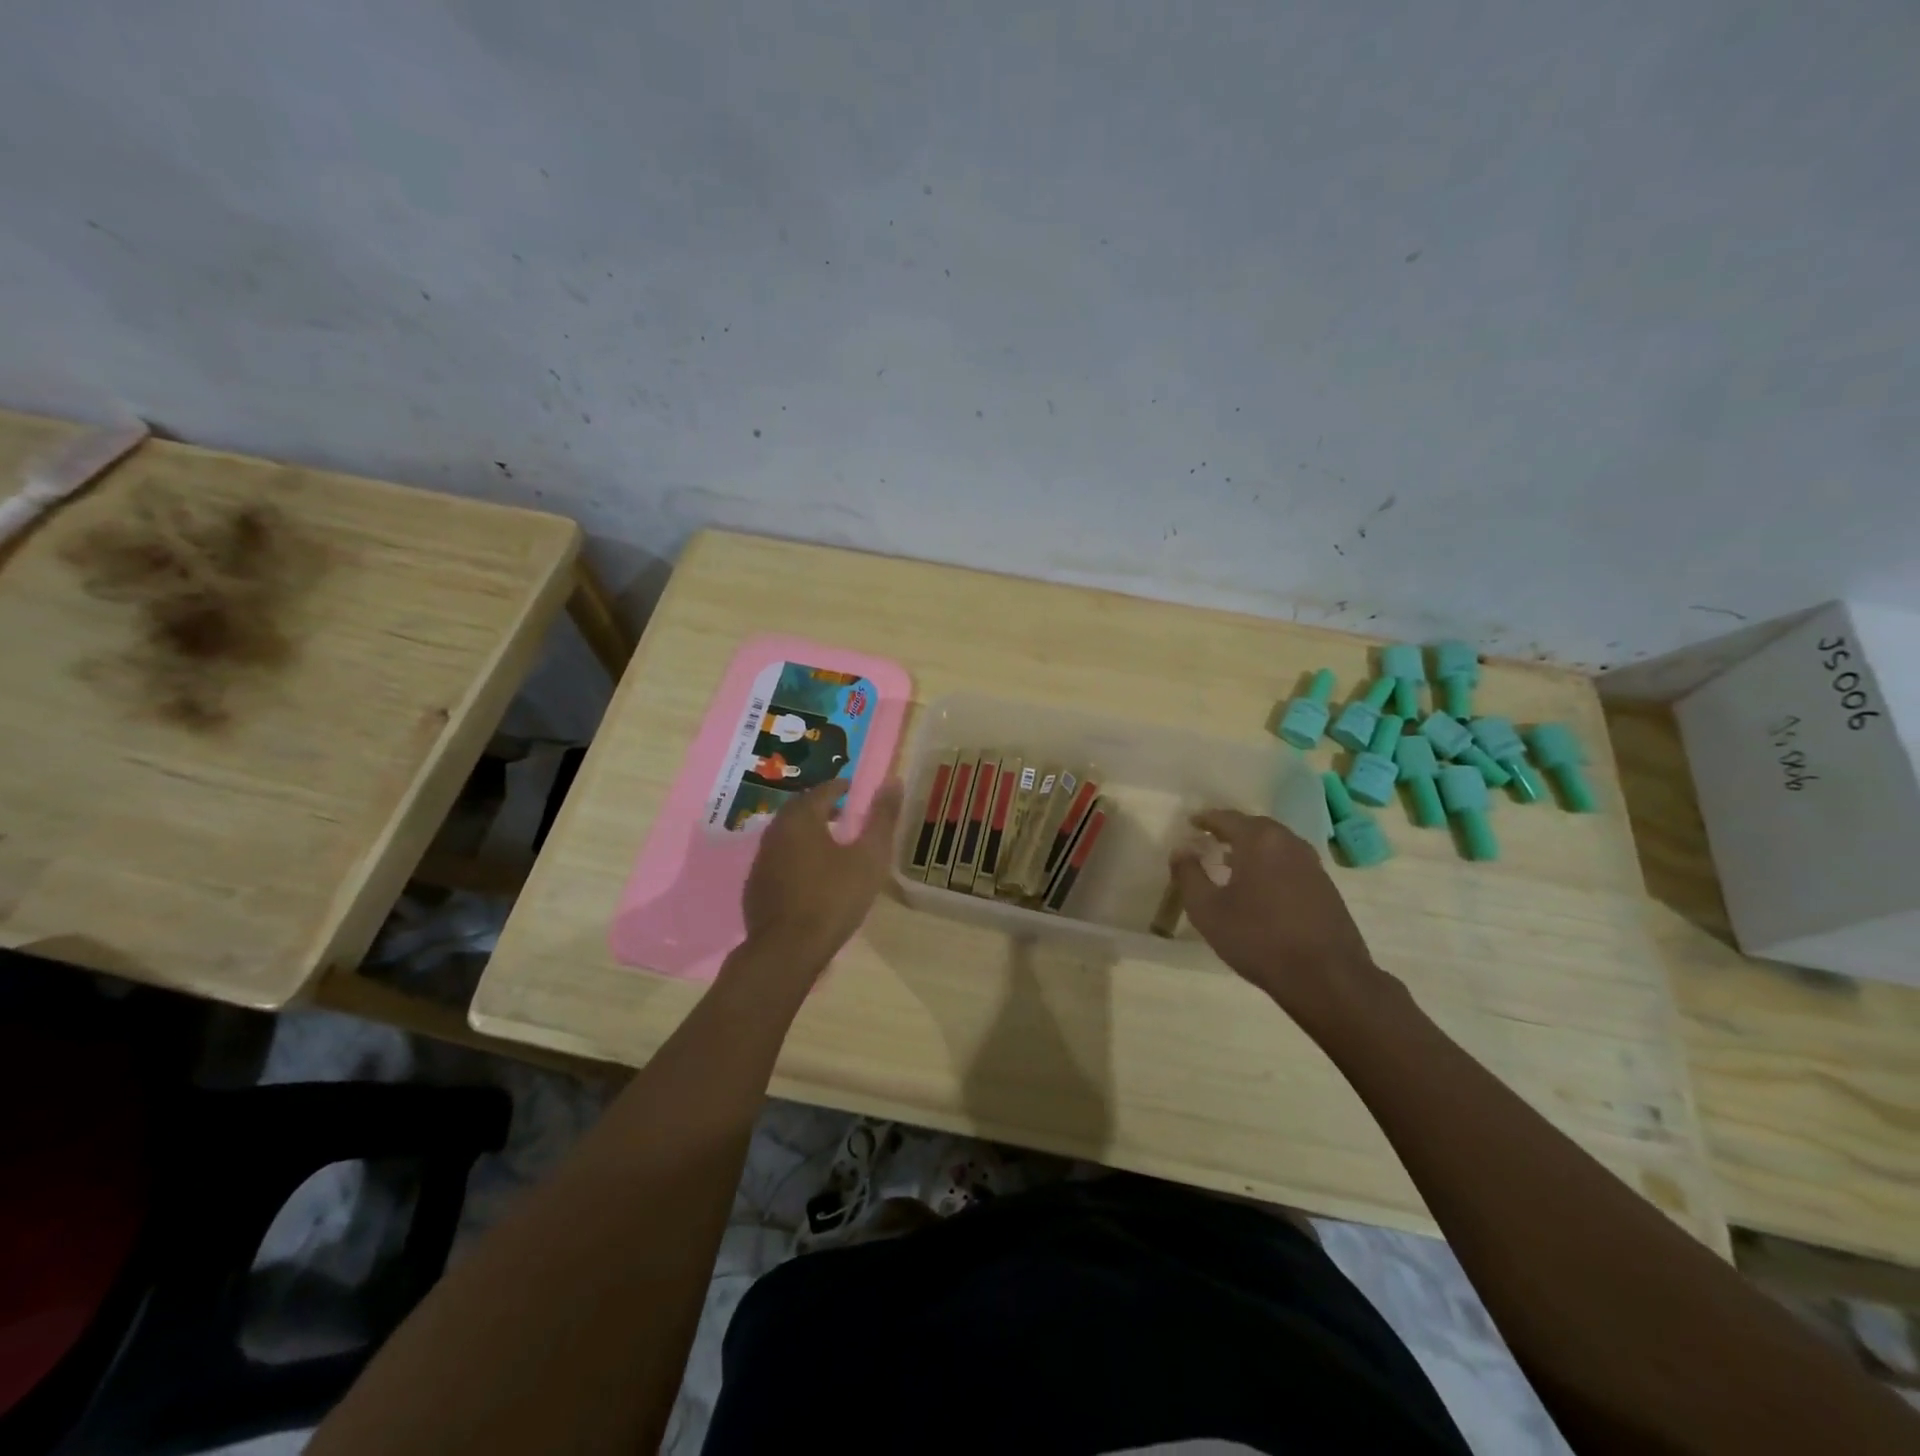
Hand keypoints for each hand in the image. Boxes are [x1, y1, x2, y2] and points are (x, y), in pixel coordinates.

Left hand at [740, 778, 903, 970]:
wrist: (786, 950)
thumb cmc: (833, 899)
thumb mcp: (869, 858)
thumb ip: (882, 818)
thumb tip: (894, 781)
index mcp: (802, 819)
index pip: (821, 791)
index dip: (839, 787)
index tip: (852, 788)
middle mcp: (776, 832)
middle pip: (798, 808)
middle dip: (820, 805)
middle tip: (841, 812)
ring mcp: (761, 859)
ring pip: (785, 833)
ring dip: (806, 830)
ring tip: (828, 840)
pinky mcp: (755, 885)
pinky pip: (778, 857)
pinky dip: (794, 853)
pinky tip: (808, 872)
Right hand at [1171, 810, 1390, 1027]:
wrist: (1326, 977)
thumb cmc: (1258, 939)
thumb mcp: (1207, 910)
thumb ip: (1189, 875)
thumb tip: (1181, 850)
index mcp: (1259, 840)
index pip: (1226, 818)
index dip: (1205, 819)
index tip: (1191, 822)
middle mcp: (1288, 842)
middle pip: (1254, 826)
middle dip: (1230, 830)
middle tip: (1210, 838)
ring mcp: (1312, 864)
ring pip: (1275, 844)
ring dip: (1252, 847)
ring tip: (1232, 861)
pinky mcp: (1325, 886)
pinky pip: (1290, 862)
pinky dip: (1270, 863)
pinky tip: (1261, 885)